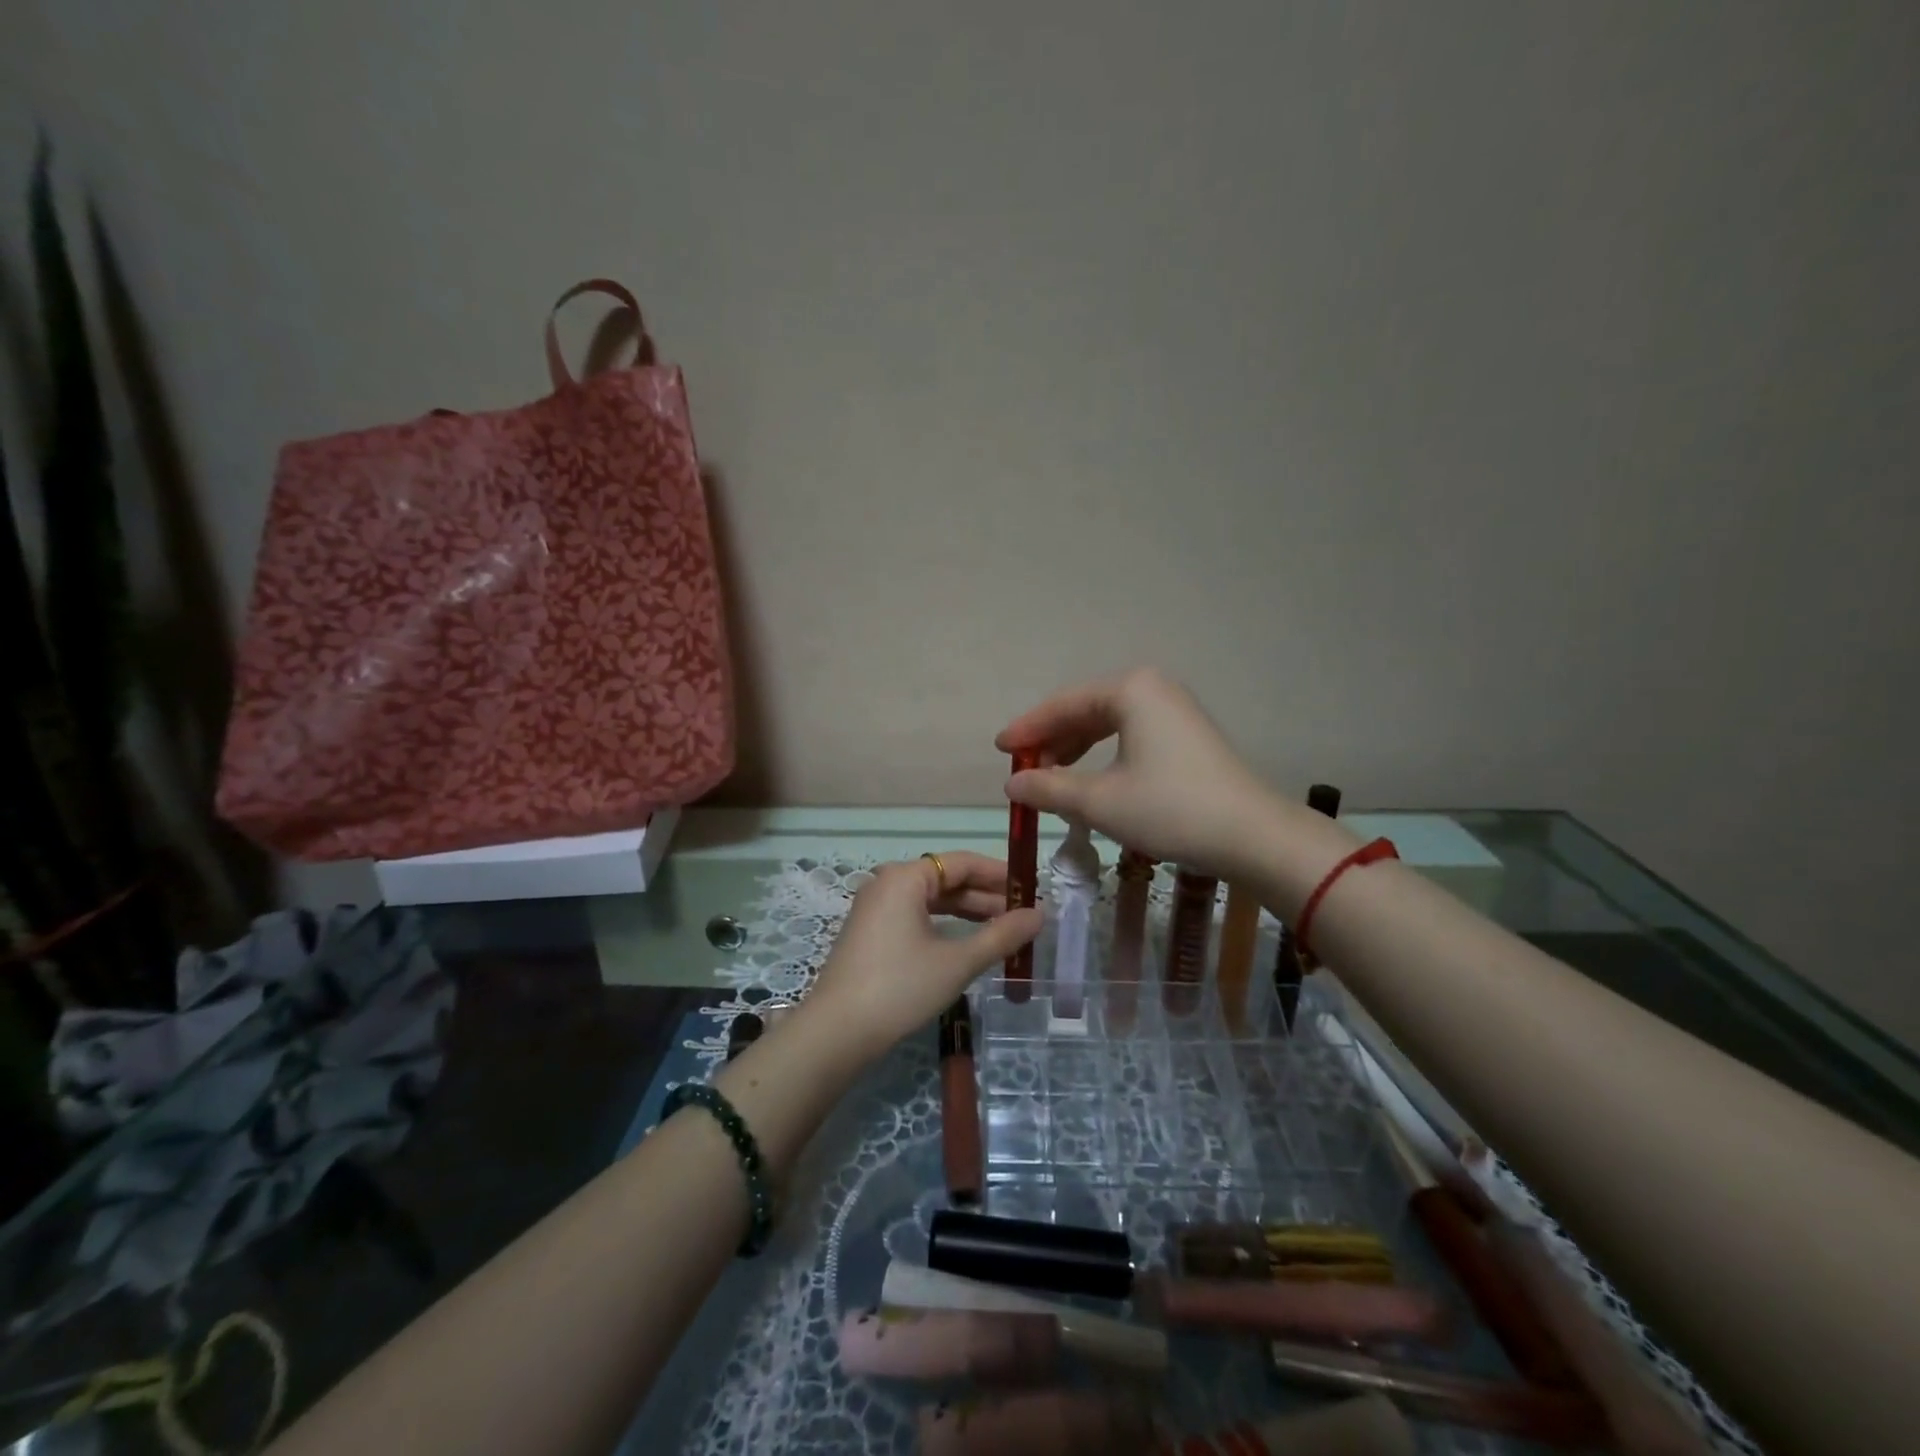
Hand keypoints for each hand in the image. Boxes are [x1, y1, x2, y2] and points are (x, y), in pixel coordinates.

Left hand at [803, 852, 1041, 1061]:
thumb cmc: (901, 987)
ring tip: (1004, 929)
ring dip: (968, 913)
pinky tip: (967, 943)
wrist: (837, 1032)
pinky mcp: (870, 933)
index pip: (962, 862)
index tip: (1032, 889)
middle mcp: (887, 883)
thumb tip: (1040, 914)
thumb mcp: (958, 961)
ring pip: (931, 900)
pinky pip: (916, 917)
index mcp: (905, 877)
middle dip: (986, 896)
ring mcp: (875, 908)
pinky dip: (944, 925)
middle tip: (1025, 914)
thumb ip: (1001, 935)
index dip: (1000, 874)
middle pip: (946, 879)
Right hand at [996, 667, 1281, 879]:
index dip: (1027, 729)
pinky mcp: (1187, 735)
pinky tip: (1092, 783)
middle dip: (1052, 741)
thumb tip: (1013, 786)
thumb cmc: (1169, 809)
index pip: (1063, 704)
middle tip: (1025, 771)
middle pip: (1085, 710)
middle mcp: (1152, 689)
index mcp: (1130, 690)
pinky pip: (1131, 736)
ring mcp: (1174, 710)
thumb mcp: (1099, 801)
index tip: (1000, 750)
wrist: (1252, 835)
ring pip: (1108, 724)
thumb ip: (1049, 788)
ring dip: (1077, 750)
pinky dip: (1104, 756)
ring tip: (1053, 780)